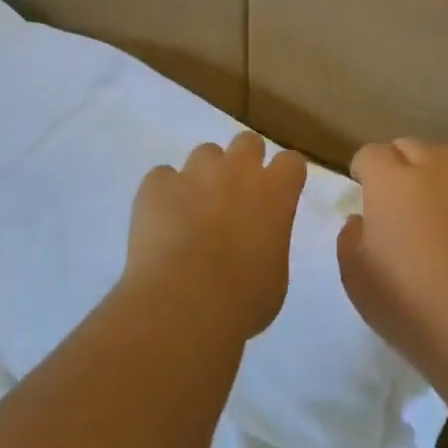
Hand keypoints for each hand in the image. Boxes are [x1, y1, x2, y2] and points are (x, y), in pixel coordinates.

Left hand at [126, 131, 308, 341]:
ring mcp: (194, 172)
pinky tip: (161, 223)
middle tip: (235, 197)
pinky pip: (163, 177)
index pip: (291, 162)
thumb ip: (270, 243)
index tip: (277, 196)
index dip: (283, 177)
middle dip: (244, 163)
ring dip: (204, 176)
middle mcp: (238, 170)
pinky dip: (165, 194)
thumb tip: (257, 241)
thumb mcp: (275, 275)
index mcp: (276, 191)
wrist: (183, 304)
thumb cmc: (242, 300)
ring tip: (194, 212)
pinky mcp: (156, 184)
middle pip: (247, 143)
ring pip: (204, 154)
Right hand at [337, 138, 447, 373]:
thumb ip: (350, 237)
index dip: (361, 169)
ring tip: (421, 202)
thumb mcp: (354, 273)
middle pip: (411, 146)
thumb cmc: (404, 298)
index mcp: (390, 180)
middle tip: (388, 192)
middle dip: (396, 160)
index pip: (371, 154)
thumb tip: (362, 221)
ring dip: (429, 171)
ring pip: (445, 161)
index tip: (358, 190)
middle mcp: (431, 173)